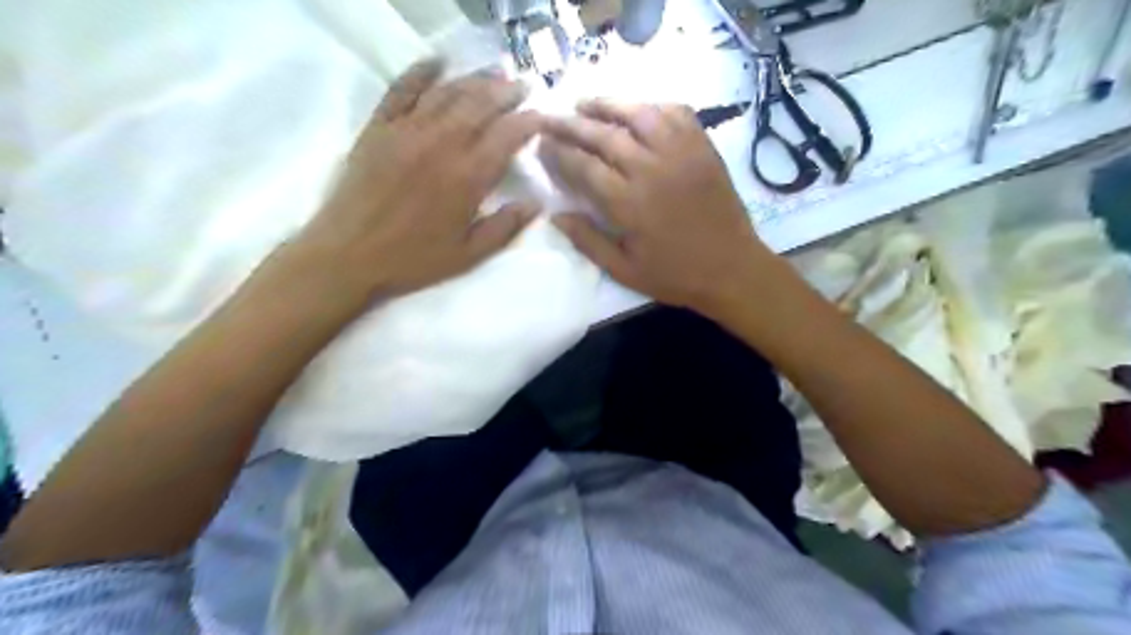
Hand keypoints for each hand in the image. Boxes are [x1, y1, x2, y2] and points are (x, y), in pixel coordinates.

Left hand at [296, 60, 542, 303]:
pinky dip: (421, 72)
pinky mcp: (378, 127)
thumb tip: (536, 204)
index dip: (528, 122)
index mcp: (467, 176)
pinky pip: (401, 89)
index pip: (507, 136)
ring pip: (447, 92)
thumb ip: (505, 228)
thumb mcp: (468, 255)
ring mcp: (407, 130)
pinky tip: (438, 63)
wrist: (348, 255)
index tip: (541, 118)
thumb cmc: (412, 259)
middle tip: (522, 87)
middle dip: (506, 92)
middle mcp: (441, 143)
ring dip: (475, 80)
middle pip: (480, 104)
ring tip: (494, 73)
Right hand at [540, 99, 773, 314]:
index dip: (558, 153)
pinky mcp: (703, 147)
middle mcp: (651, 170)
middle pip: (603, 135)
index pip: (583, 166)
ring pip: (638, 114)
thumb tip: (555, 215)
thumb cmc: (675, 275)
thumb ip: (588, 242)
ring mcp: (681, 153)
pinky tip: (637, 109)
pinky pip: (675, 113)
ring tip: (585, 103)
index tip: (540, 144)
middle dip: (571, 124)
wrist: (732, 269)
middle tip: (550, 117)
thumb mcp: (624, 271)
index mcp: (629, 204)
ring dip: (608, 105)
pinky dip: (652, 106)